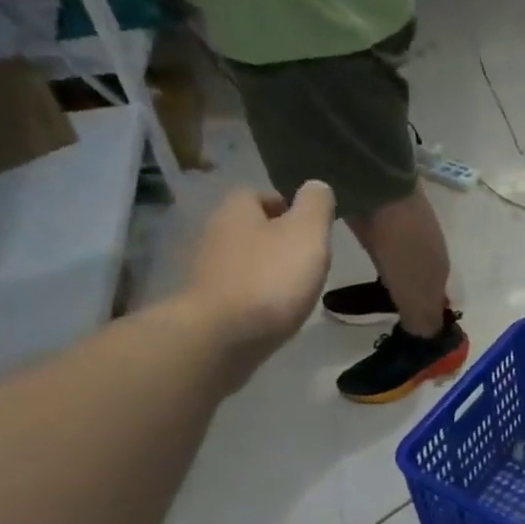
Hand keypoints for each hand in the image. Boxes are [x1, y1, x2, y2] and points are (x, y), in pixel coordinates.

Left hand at [184, 183, 335, 352]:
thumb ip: (316, 205)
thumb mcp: (307, 233)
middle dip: (278, 240)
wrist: (223, 337)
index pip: (260, 193)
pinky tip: (275, 312)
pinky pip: (239, 292)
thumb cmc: (270, 278)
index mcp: (237, 209)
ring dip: (268, 271)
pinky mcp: (208, 305)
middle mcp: (215, 233)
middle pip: (252, 228)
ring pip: (245, 261)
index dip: (288, 206)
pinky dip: (258, 297)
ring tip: (296, 289)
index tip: (311, 228)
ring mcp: (208, 271)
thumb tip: (316, 186)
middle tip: (308, 260)